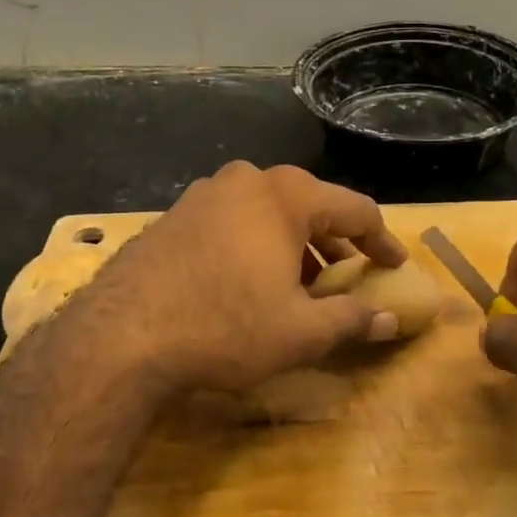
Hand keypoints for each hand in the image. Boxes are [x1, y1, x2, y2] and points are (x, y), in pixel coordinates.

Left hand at [73, 162, 407, 395]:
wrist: (120, 335)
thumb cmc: (225, 326)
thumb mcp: (300, 333)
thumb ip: (352, 320)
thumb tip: (391, 319)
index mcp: (286, 196)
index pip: (355, 210)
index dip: (382, 241)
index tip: (396, 266)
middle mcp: (247, 181)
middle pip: (310, 206)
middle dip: (336, 243)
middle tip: (352, 277)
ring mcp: (205, 194)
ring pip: (268, 213)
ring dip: (295, 245)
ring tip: (304, 285)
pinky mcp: (175, 215)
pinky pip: (234, 221)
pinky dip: (257, 245)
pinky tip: (252, 282)